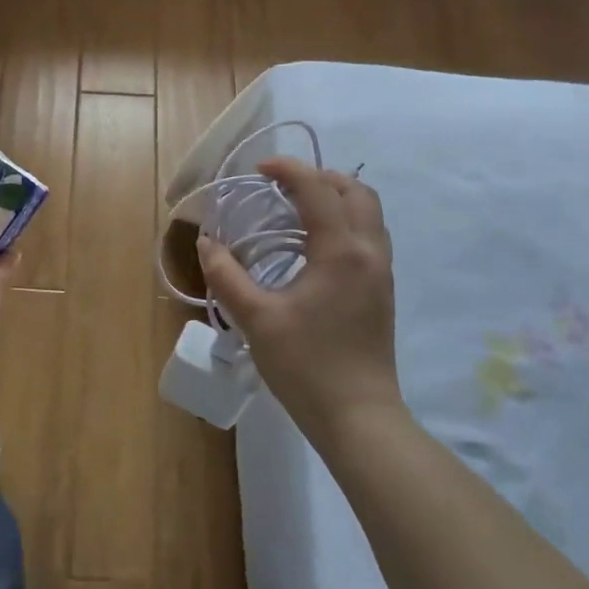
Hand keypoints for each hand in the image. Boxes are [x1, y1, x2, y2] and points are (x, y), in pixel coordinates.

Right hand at [197, 157, 398, 438]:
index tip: (259, 170)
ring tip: (296, 210)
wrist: (358, 419)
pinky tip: (313, 247)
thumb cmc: (306, 366)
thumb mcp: (256, 319)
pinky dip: (344, 223)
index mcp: (341, 252)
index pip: (318, 189)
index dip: (288, 169)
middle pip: (356, 192)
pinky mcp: (382, 292)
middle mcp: (369, 253)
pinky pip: (369, 237)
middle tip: (282, 186)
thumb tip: (207, 243)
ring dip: (336, 199)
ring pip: (369, 214)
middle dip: (320, 178)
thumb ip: (226, 275)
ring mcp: (381, 274)